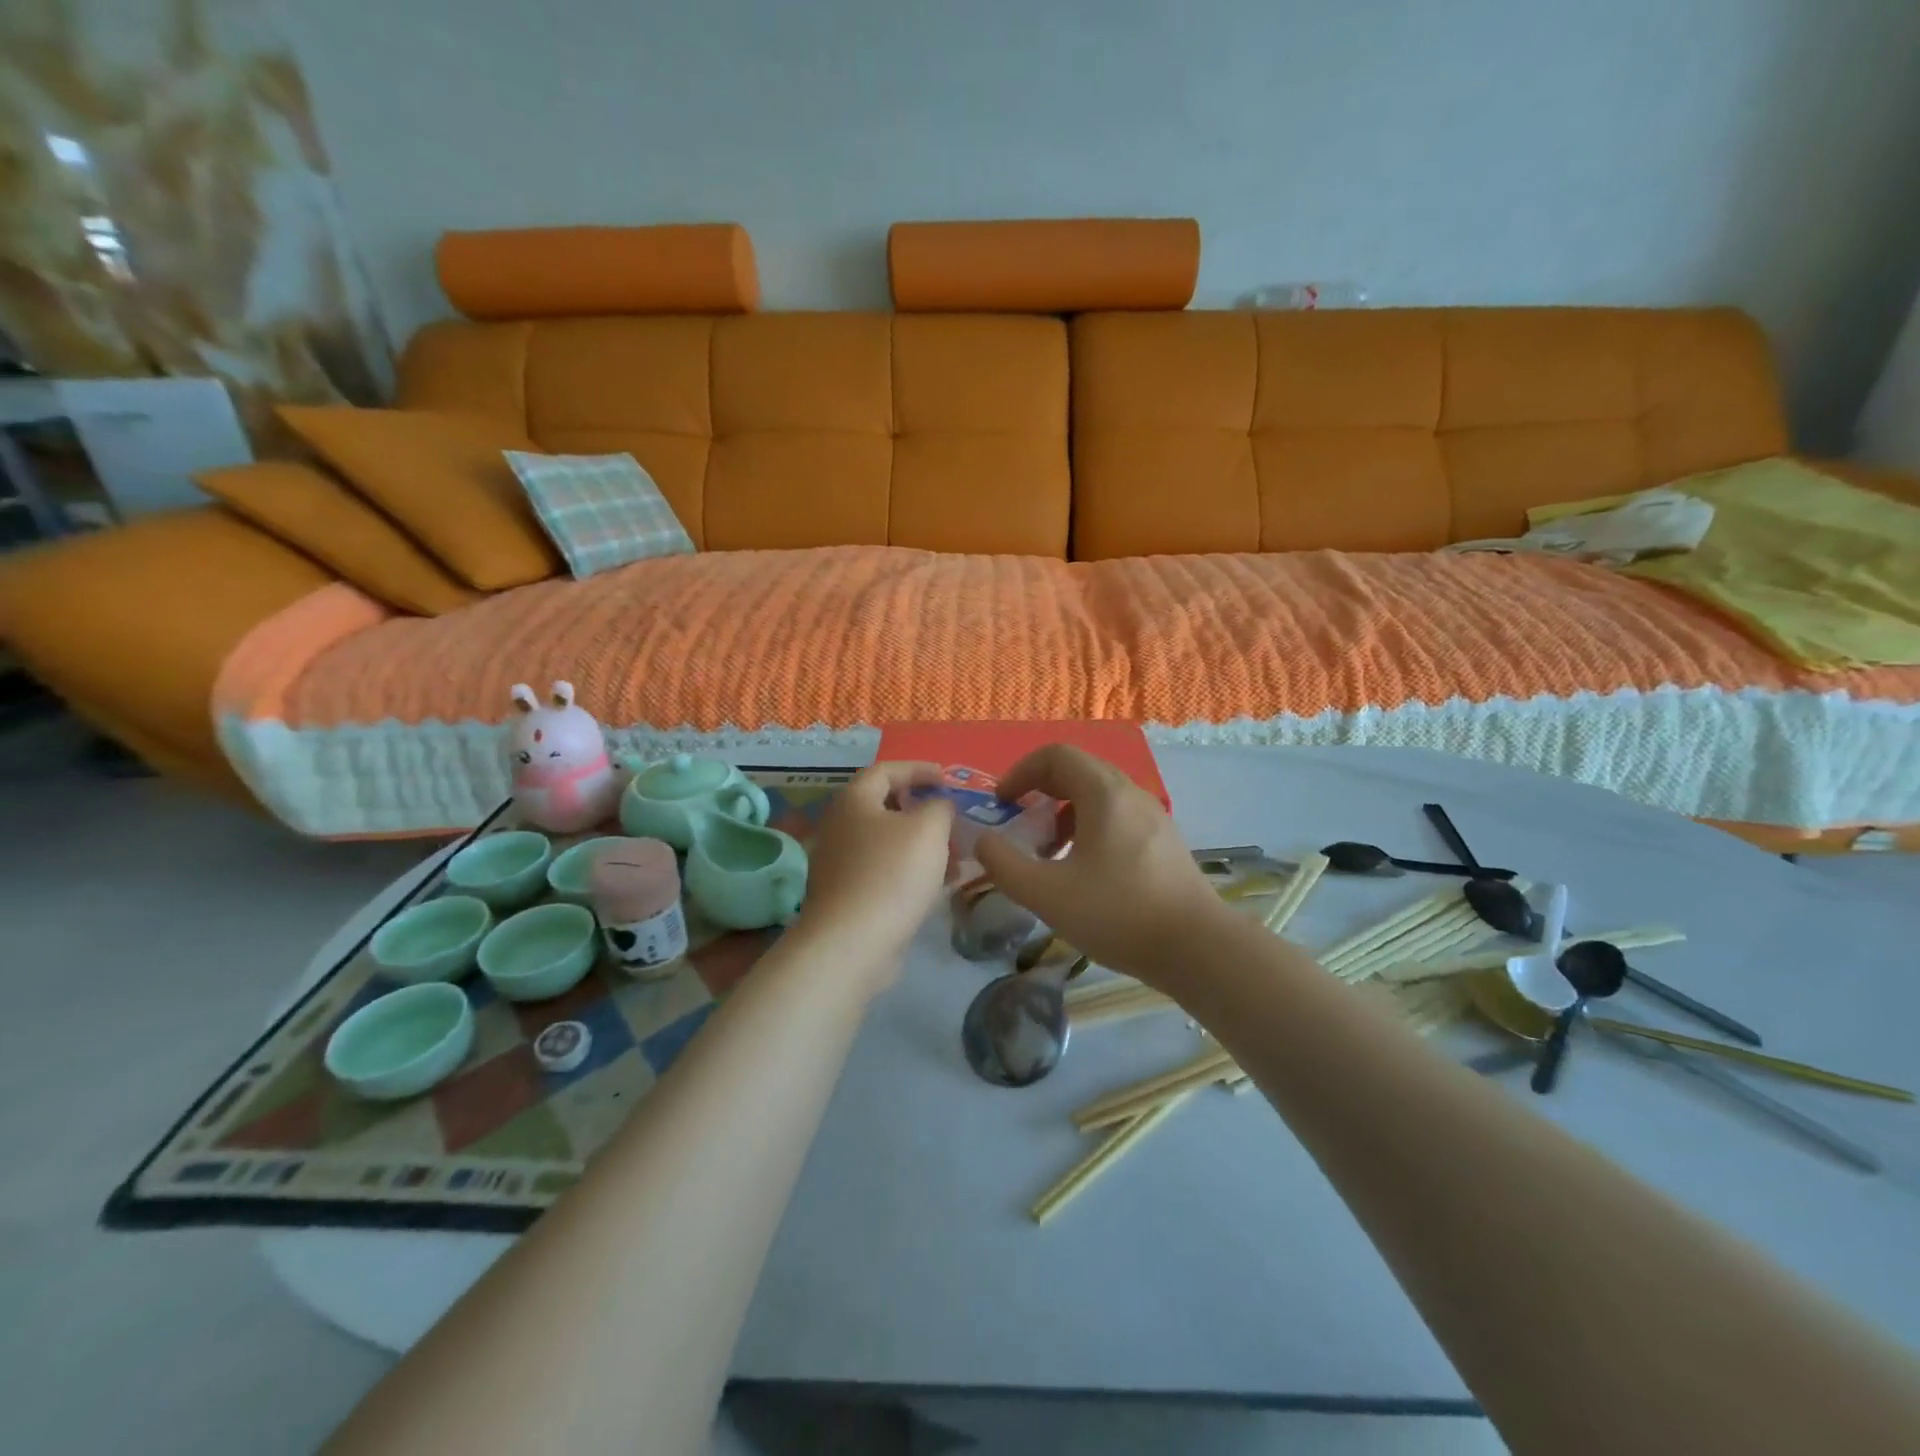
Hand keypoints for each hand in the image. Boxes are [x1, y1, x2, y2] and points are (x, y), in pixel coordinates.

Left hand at [792, 762, 954, 987]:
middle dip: (924, 811)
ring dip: (923, 845)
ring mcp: (842, 864)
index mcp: (854, 801)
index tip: (947, 778)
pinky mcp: (849, 896)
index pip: (885, 770)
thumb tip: (938, 805)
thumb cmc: (891, 874)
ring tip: (957, 858)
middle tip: (953, 820)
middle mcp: (841, 827)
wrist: (852, 944)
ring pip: (889, 843)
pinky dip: (913, 871)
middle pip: (886, 807)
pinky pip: (886, 872)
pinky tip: (940, 886)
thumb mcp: (929, 829)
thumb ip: (940, 807)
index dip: (918, 769)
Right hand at [974, 745, 1229, 985]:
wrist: (1199, 949)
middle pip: (1078, 772)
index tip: (1002, 804)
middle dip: (1040, 792)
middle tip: (1020, 826)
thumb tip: (983, 841)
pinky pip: (1117, 818)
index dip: (1021, 772)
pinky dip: (1089, 829)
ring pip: (1098, 797)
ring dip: (1064, 813)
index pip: (1056, 755)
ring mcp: (1153, 818)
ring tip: (1049, 853)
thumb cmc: (1119, 914)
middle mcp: (1131, 794)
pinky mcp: (1164, 843)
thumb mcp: (1047, 894)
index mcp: (1104, 793)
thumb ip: (1004, 864)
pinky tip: (1084, 872)